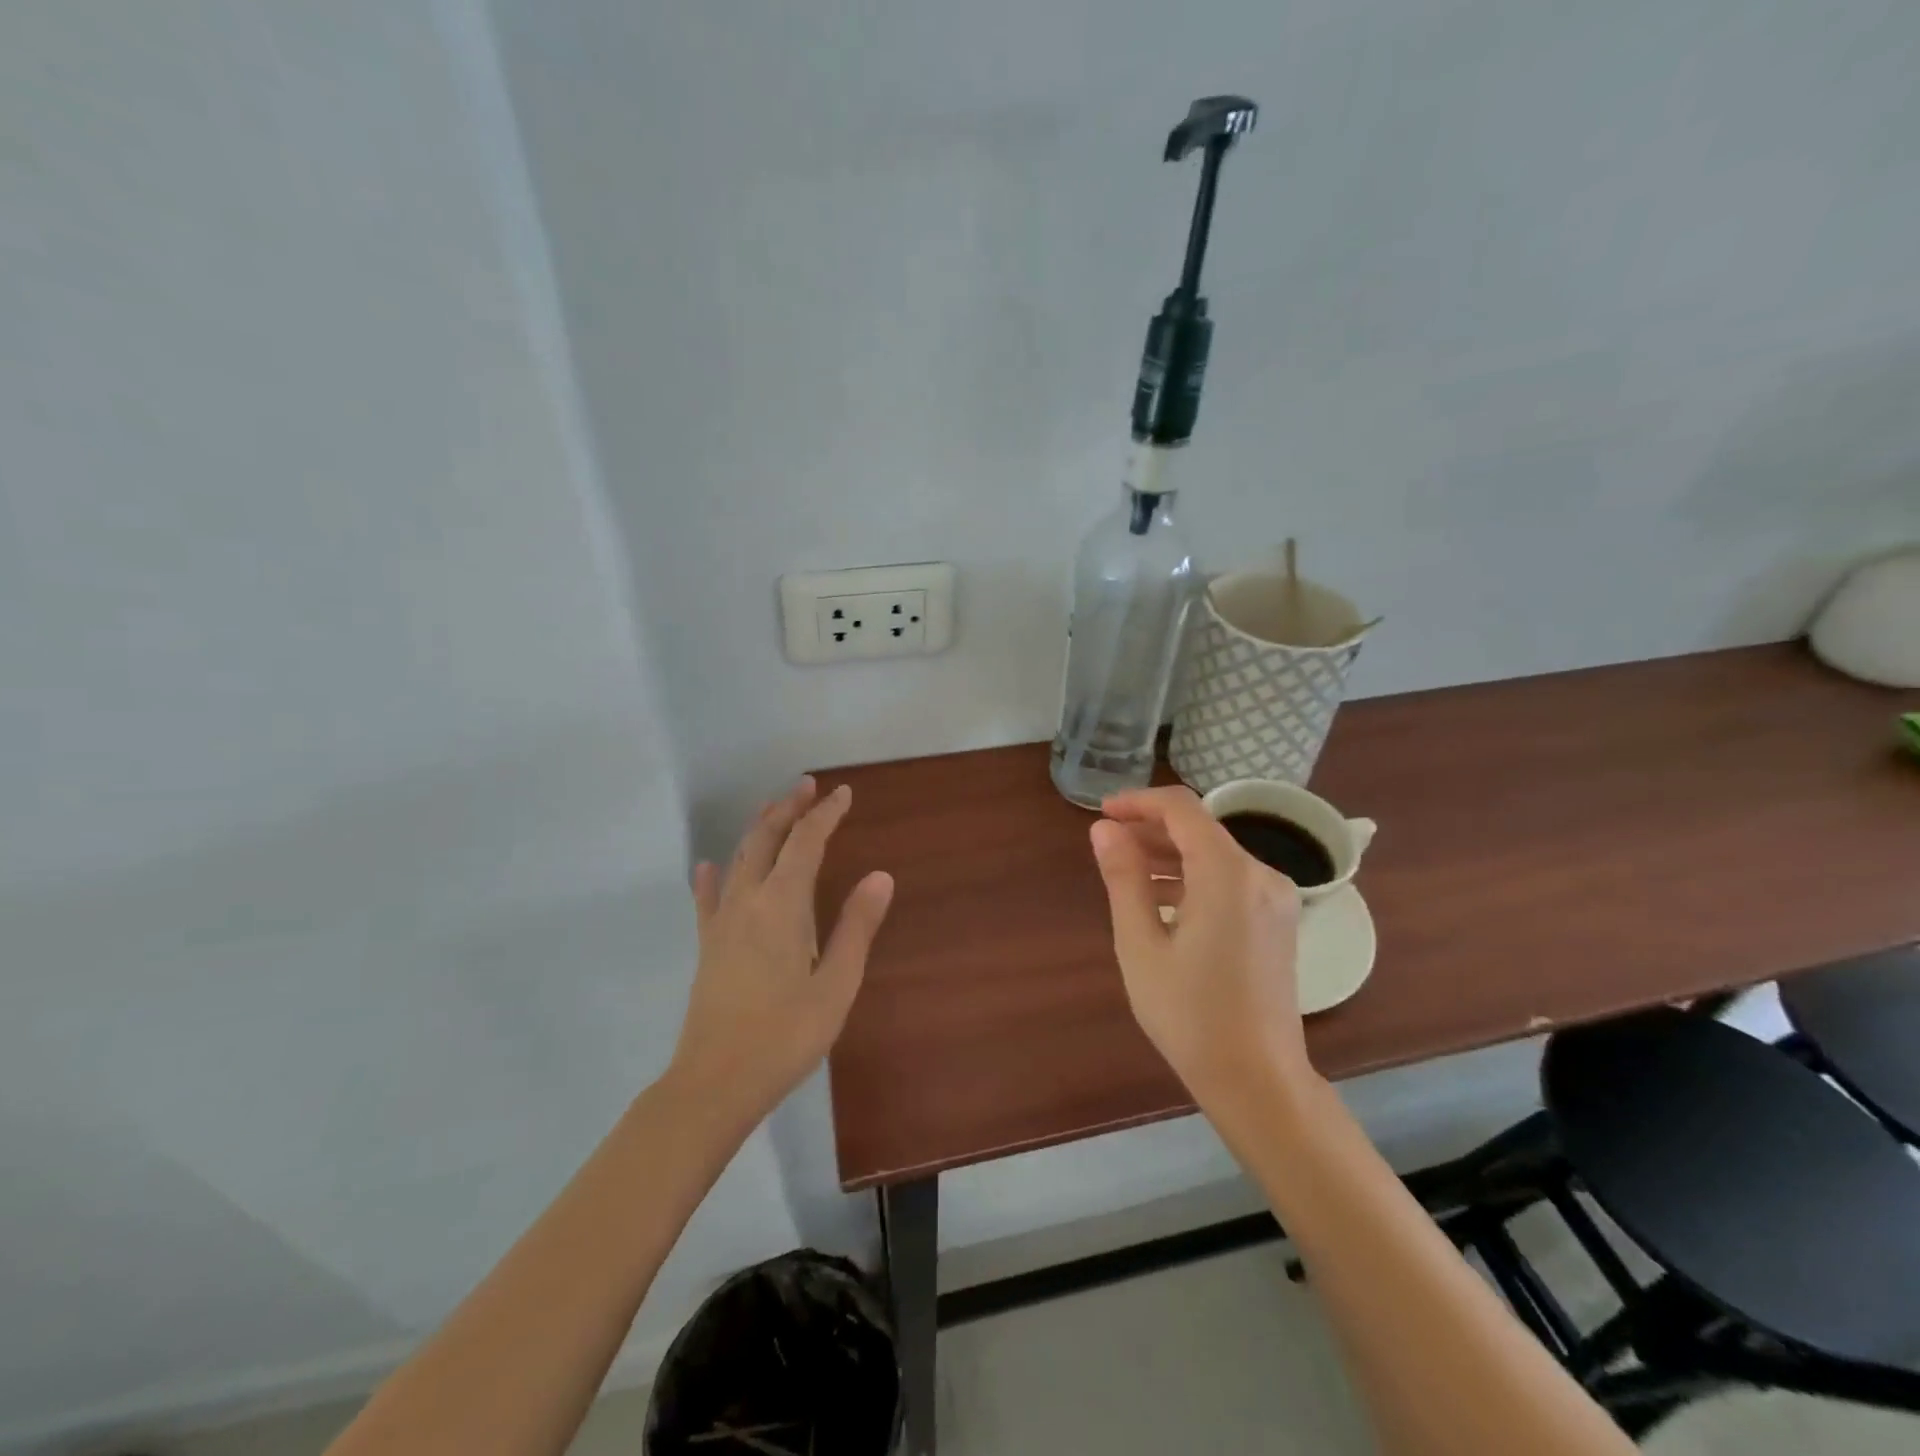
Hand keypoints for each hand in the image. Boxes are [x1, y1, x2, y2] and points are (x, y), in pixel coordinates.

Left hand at [670, 777, 893, 1128]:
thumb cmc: (786, 1035)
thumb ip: (856, 926)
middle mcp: (748, 901)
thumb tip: (880, 876)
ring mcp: (721, 922)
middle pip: (766, 839)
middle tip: (807, 786)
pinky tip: (709, 865)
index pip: (806, 842)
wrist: (716, 1081)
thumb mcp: (836, 984)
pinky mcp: (706, 945)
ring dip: (758, 829)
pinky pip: (707, 899)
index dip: (825, 814)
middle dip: (788, 808)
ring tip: (773, 809)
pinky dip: (711, 876)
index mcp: (783, 905)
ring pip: (739, 859)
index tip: (843, 794)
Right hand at [1089, 786, 1312, 1106]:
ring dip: (1171, 855)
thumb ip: (1123, 878)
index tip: (1102, 814)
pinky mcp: (1278, 920)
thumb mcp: (1140, 944)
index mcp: (1227, 873)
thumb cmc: (1190, 1014)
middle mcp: (1260, 874)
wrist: (1258, 1080)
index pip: (1181, 809)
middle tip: (1108, 845)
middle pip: (1201, 829)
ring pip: (1216, 854)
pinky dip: (1195, 878)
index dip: (1138, 802)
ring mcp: (1276, 898)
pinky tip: (1163, 901)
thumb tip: (1104, 830)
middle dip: (1151, 829)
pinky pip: (1230, 880)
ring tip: (1128, 873)